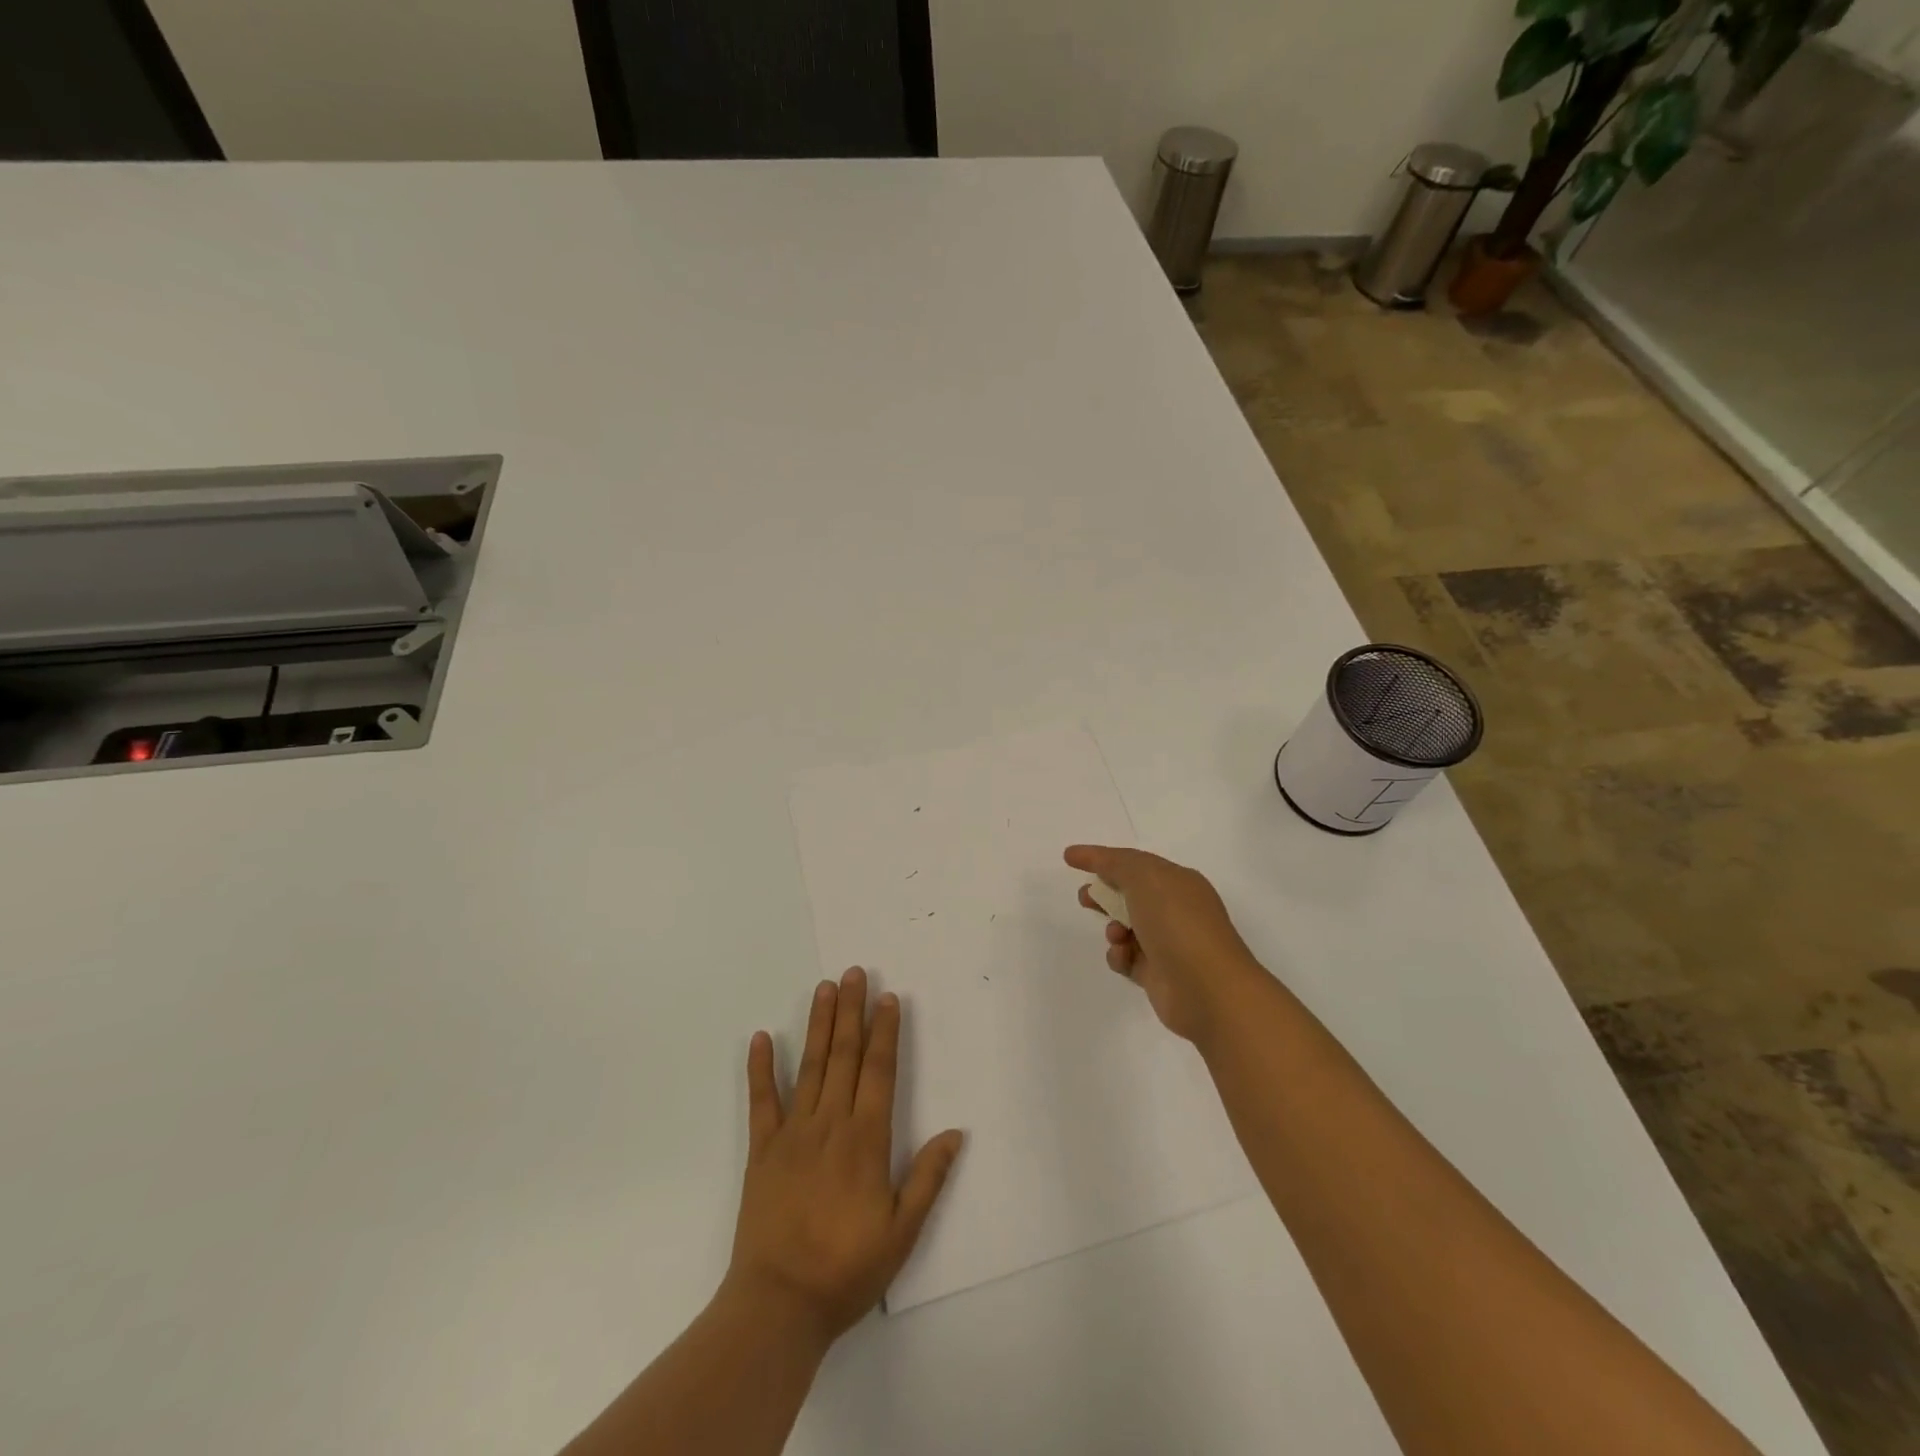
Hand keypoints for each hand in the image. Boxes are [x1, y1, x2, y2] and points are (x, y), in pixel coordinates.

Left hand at [725, 967, 963, 1347]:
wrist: (778, 1304)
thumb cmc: (846, 1269)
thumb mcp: (902, 1232)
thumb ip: (928, 1178)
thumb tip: (956, 1132)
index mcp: (866, 1139)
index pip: (879, 1071)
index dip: (885, 1032)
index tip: (888, 997)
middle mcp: (830, 1124)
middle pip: (844, 1056)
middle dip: (851, 1011)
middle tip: (854, 972)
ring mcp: (792, 1133)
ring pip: (810, 1066)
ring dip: (818, 1025)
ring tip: (824, 987)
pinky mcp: (762, 1150)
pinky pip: (761, 1101)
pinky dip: (760, 1068)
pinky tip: (762, 1037)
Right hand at [1065, 845, 1267, 1044]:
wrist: (1208, 989)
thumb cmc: (1178, 924)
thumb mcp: (1145, 878)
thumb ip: (1114, 863)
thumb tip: (1091, 856)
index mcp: (1179, 882)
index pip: (1136, 863)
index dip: (1103, 858)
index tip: (1070, 858)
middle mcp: (1176, 910)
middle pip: (1131, 894)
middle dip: (1104, 894)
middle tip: (1085, 898)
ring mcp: (1169, 944)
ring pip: (1127, 928)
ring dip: (1112, 928)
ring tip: (1116, 935)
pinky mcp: (1159, 975)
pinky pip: (1128, 959)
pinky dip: (1120, 956)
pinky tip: (1124, 958)